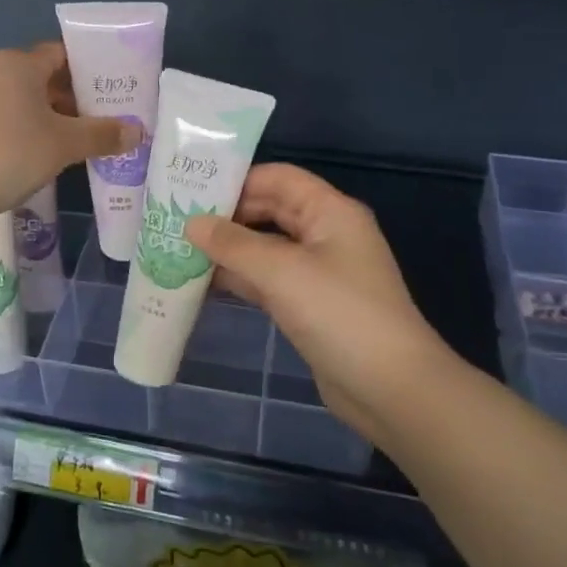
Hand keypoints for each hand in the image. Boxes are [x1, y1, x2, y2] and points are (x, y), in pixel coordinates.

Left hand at [0, 42, 134, 228]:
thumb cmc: (8, 153)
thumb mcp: (63, 145)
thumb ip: (102, 135)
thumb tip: (138, 131)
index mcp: (19, 64)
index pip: (64, 54)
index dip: (92, 70)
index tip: (116, 90)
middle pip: (46, 79)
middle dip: (77, 100)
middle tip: (107, 121)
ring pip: (26, 103)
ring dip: (54, 120)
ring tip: (83, 143)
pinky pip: (8, 122)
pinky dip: (30, 134)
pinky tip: (46, 158)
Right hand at [187, 165, 449, 445]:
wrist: (389, 387)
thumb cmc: (339, 314)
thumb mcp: (282, 272)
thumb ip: (233, 244)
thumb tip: (191, 223)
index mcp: (330, 212)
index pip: (279, 178)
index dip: (237, 180)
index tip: (191, 191)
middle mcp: (326, 234)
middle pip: (270, 211)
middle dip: (227, 217)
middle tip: (177, 223)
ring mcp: (318, 271)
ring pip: (266, 248)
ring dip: (229, 250)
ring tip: (180, 251)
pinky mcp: (310, 305)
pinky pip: (268, 280)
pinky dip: (240, 279)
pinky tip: (204, 284)